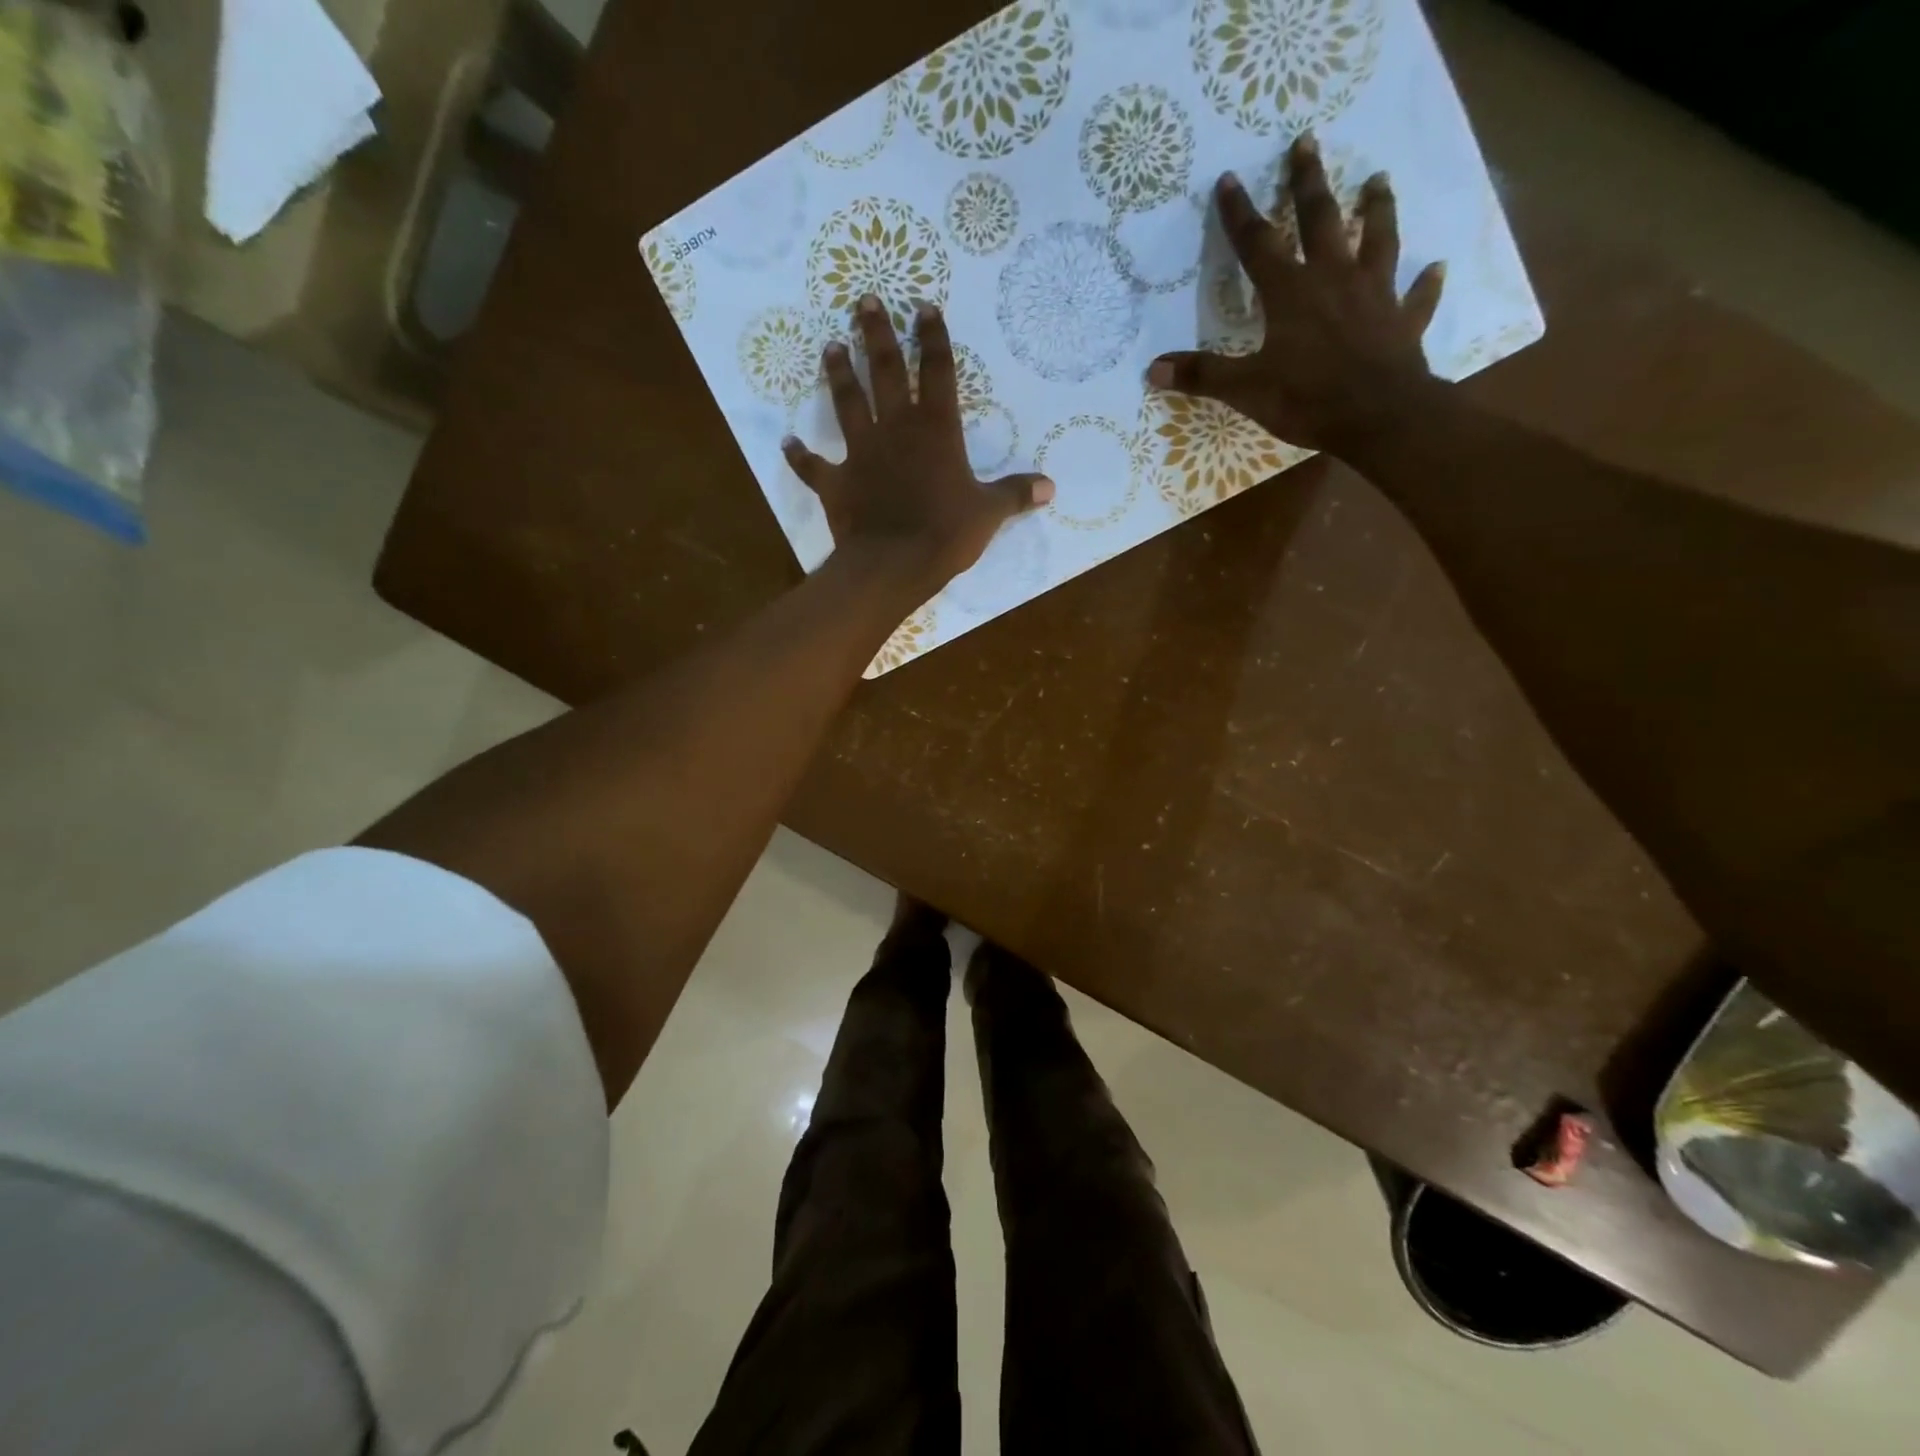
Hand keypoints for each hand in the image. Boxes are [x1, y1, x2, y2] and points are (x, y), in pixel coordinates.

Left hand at [783, 296, 1053, 592]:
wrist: (894, 564)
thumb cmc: (945, 534)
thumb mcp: (988, 513)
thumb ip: (1016, 494)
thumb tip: (1050, 487)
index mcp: (935, 430)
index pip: (936, 372)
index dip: (932, 338)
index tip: (923, 307)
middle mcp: (895, 429)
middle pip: (883, 372)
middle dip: (875, 334)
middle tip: (864, 301)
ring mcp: (860, 453)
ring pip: (846, 403)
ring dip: (837, 374)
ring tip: (830, 347)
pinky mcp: (835, 482)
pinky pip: (812, 466)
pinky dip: (799, 456)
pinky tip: (787, 443)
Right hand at [1147, 134, 1448, 456]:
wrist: (1377, 416)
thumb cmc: (1307, 399)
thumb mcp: (1245, 390)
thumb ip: (1203, 376)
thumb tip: (1154, 369)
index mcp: (1291, 293)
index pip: (1258, 245)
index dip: (1240, 214)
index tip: (1229, 178)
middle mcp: (1334, 280)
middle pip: (1322, 220)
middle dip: (1309, 183)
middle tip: (1307, 142)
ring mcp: (1374, 296)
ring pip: (1378, 240)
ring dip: (1377, 209)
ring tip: (1377, 180)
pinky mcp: (1403, 322)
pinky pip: (1416, 298)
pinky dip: (1426, 284)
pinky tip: (1436, 267)